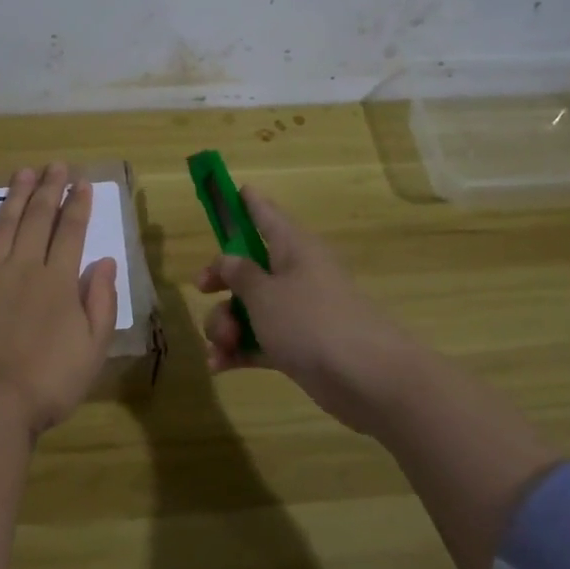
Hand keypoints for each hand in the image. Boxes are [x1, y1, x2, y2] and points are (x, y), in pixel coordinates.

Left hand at [0, 163, 119, 435]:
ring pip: (3, 227)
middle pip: (38, 219)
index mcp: (58, 281)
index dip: (78, 205)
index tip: (82, 181)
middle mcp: (23, 267)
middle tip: (55, 165)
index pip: (71, 232)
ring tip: (22, 173)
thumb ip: (101, 301)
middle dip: (49, 189)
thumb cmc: (50, 381)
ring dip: (13, 198)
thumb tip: (105, 260)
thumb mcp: (93, 347)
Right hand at [197, 185, 426, 436]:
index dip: (247, 202)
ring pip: (250, 308)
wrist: (367, 378)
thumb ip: (239, 274)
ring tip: (221, 345)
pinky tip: (219, 365)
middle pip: (250, 267)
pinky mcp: (299, 347)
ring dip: (226, 324)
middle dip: (221, 281)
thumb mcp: (264, 294)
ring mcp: (299, 313)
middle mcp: (297, 274)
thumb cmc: (310, 322)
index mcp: (293, 248)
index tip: (232, 190)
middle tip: (202, 288)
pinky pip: (260, 340)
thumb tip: (228, 260)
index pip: (266, 214)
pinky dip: (240, 350)